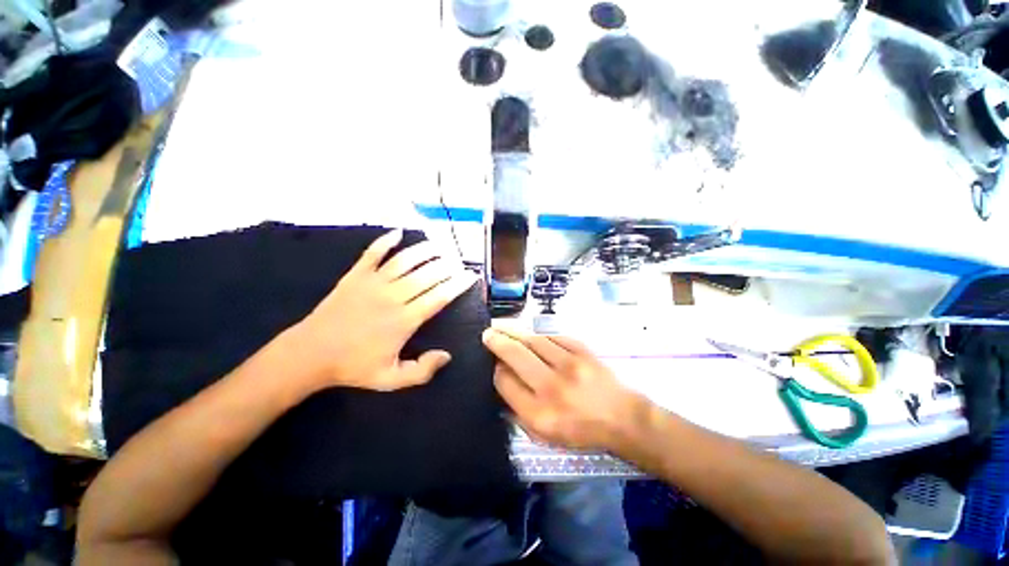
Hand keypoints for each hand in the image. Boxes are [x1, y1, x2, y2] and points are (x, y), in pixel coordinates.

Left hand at [295, 229, 476, 391]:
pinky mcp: (355, 275)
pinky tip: (398, 233)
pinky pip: (373, 252)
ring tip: (439, 245)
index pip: (438, 297)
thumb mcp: (391, 379)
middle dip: (446, 265)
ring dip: (424, 250)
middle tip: (458, 260)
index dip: (456, 285)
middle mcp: (392, 296)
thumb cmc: (354, 367)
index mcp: (404, 321)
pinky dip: (386, 240)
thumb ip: (422, 370)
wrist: (315, 351)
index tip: (469, 276)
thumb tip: (445, 355)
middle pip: (426, 274)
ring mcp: (373, 282)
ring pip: (404, 260)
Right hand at [482, 327, 650, 451]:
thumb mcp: (544, 436)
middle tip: (487, 334)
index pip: (504, 383)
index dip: (495, 371)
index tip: (493, 366)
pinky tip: (535, 337)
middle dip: (497, 342)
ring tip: (504, 328)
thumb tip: (502, 385)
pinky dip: (542, 336)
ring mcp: (569, 366)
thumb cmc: (581, 432)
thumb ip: (519, 413)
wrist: (621, 418)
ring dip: (516, 333)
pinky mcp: (584, 354)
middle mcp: (550, 387)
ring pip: (534, 341)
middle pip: (515, 356)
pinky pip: (556, 338)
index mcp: (537, 413)